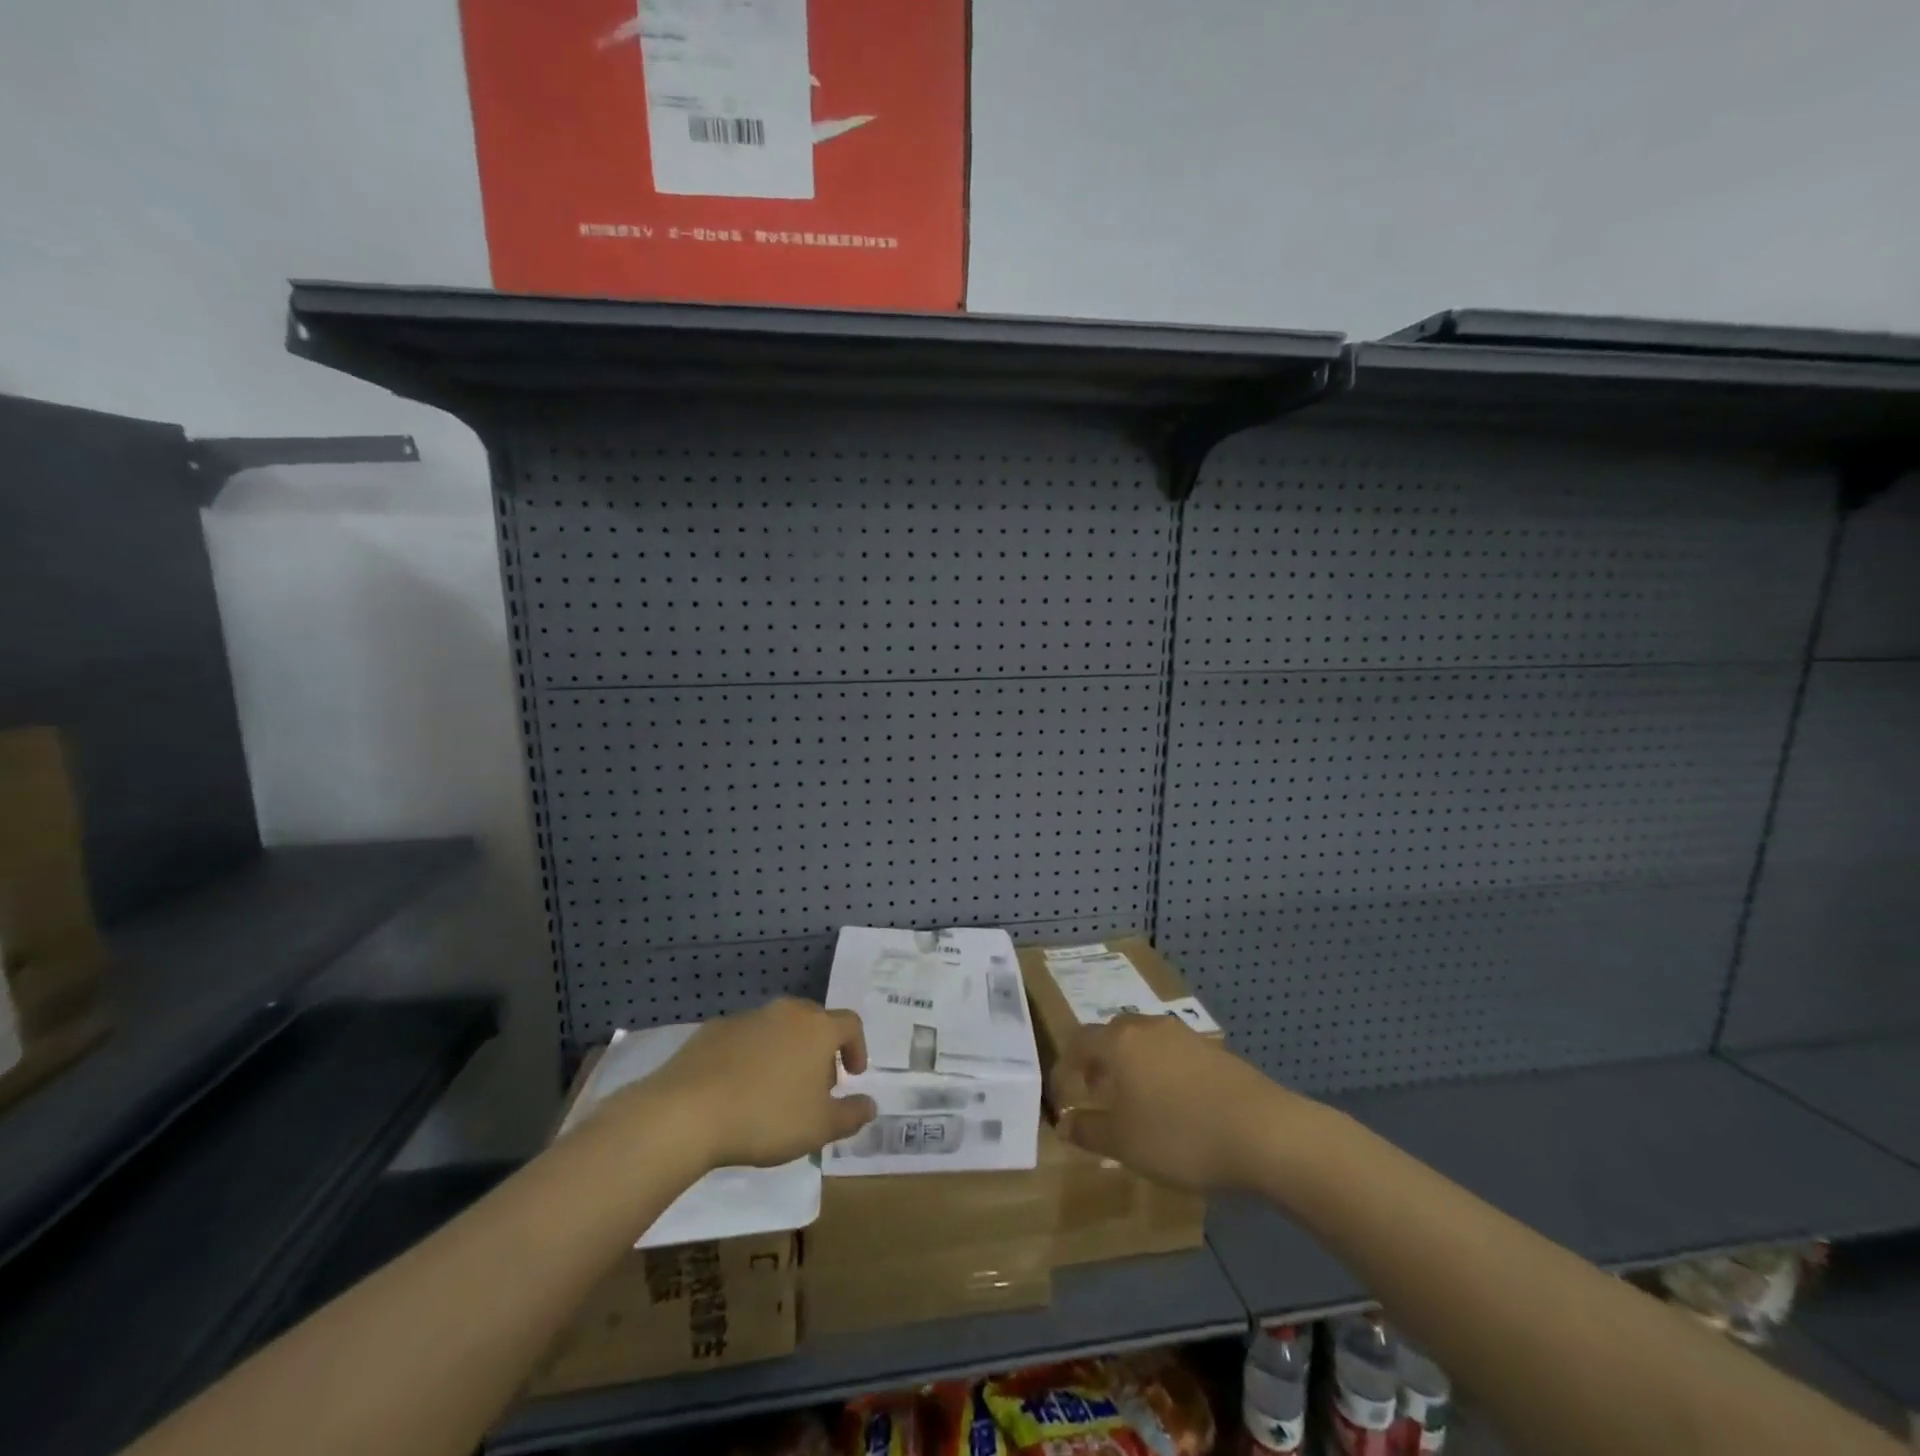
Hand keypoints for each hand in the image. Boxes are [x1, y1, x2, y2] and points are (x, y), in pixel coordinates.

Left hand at [635, 999, 878, 1169]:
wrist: (687, 1112)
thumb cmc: (766, 1117)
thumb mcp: (819, 1127)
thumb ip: (851, 1115)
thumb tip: (870, 1105)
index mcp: (817, 1028)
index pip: (850, 1024)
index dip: (857, 1048)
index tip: (852, 1076)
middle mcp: (786, 1012)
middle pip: (814, 1022)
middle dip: (821, 1050)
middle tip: (816, 1086)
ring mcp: (748, 1017)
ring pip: (779, 1028)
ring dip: (786, 1052)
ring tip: (776, 1091)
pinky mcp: (714, 1029)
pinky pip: (746, 1038)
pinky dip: (752, 1056)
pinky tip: (740, 1089)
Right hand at [1051, 1013, 1305, 1192]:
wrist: (1263, 1132)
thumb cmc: (1180, 1136)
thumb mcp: (1124, 1143)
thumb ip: (1088, 1131)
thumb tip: (1062, 1122)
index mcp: (1119, 1043)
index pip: (1078, 1042)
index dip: (1064, 1069)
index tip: (1061, 1097)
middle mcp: (1147, 1028)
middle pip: (1112, 1035)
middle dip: (1098, 1061)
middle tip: (1097, 1093)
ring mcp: (1184, 1036)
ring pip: (1144, 1042)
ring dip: (1131, 1065)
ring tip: (1136, 1101)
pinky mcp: (1213, 1051)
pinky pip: (1172, 1054)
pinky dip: (1161, 1072)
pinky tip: (1175, 1105)